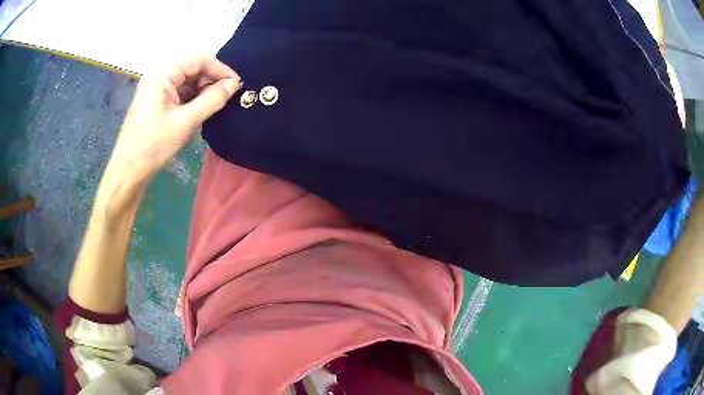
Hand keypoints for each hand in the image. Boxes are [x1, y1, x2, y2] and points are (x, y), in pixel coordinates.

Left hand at [108, 54, 240, 183]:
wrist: (128, 171)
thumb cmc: (152, 146)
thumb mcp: (184, 122)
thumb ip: (211, 100)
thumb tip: (234, 84)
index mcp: (162, 74)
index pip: (198, 59)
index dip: (219, 68)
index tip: (236, 85)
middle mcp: (160, 75)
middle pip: (193, 66)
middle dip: (211, 79)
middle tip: (225, 97)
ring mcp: (158, 88)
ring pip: (188, 79)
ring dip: (203, 89)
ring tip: (214, 106)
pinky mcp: (158, 100)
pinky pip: (181, 91)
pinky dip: (194, 97)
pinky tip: (200, 110)